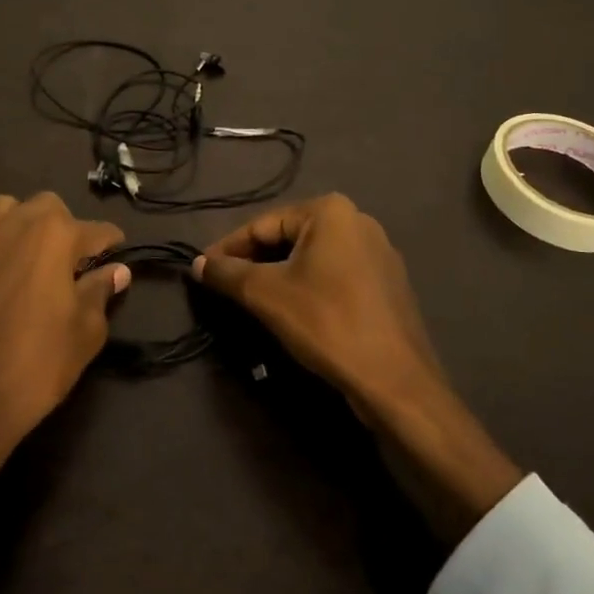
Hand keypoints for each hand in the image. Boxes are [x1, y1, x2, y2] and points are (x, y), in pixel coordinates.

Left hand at [0, 193, 128, 517]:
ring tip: (33, 258)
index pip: (96, 230)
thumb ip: (100, 291)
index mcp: (55, 234)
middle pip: (49, 208)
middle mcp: (16, 222)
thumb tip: (117, 271)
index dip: (111, 244)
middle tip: (72, 264)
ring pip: (8, 209)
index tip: (117, 257)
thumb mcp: (85, 331)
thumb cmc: (37, 364)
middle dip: (66, 228)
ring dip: (25, 225)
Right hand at [194, 194, 522, 539]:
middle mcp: (358, 220)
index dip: (228, 249)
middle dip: (254, 262)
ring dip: (279, 276)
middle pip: (288, 238)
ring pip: (311, 258)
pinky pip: (335, 276)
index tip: (202, 270)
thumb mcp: (266, 295)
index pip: (262, 225)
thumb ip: (227, 273)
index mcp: (330, 210)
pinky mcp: (388, 284)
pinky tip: (294, 311)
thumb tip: (197, 265)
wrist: (396, 382)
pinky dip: (308, 287)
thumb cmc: (327, 323)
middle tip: (225, 287)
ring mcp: (378, 253)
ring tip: (252, 300)